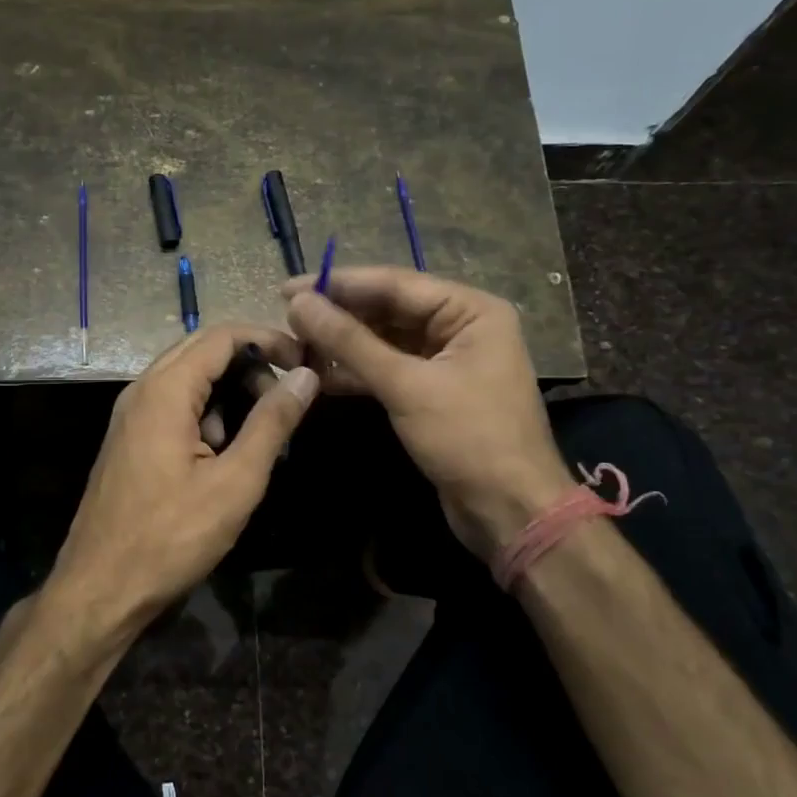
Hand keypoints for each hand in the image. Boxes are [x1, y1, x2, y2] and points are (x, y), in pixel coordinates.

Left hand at [48, 324, 318, 641]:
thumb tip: (305, 376)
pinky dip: (206, 414)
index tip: (306, 363)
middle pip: (203, 350)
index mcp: (164, 391)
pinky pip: (173, 406)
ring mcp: (130, 415)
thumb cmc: (171, 537)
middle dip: (250, 365)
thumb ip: (271, 423)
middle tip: (287, 398)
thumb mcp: (235, 482)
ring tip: (259, 434)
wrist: (100, 588)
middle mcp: (141, 390)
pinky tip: (223, 455)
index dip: (269, 340)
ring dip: (229, 392)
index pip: (223, 336)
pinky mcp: (129, 439)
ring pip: (188, 379)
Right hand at [284, 268, 573, 558]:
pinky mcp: (431, 391)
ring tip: (295, 345)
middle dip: (339, 315)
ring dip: (342, 344)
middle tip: (287, 317)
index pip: (395, 284)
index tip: (289, 289)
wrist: (509, 511)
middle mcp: (461, 326)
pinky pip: (387, 369)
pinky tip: (318, 374)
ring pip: (384, 340)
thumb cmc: (468, 438)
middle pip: (388, 309)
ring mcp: (446, 360)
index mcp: (471, 311)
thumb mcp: (405, 385)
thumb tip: (299, 304)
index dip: (339, 284)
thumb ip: (350, 342)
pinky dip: (356, 372)